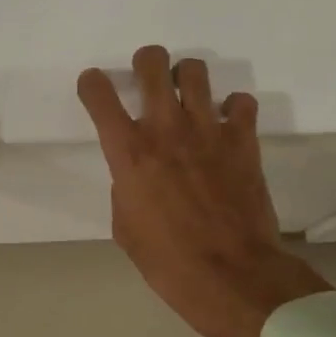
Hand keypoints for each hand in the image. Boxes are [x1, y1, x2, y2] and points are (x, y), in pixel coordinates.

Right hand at [78, 46, 328, 336]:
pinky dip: (232, 108)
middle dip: (145, 62)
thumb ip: (126, 188)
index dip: (92, 84)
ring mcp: (208, 129)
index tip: (95, 88)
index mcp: (128, 152)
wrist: (231, 274)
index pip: (99, 95)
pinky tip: (227, 126)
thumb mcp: (125, 228)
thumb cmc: (167, 261)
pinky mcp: (243, 140)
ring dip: (186, 78)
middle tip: (147, 79)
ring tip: (188, 97)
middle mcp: (165, 128)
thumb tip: (137, 175)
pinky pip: (241, 102)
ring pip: (195, 70)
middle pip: (152, 63)